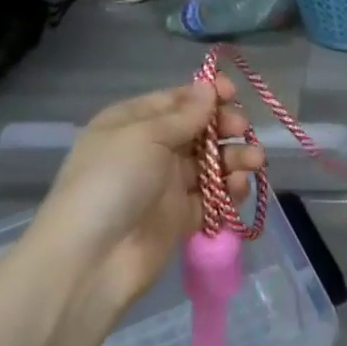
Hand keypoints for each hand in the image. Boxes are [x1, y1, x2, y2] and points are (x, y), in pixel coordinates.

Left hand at [25, 77, 263, 315]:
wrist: (91, 258)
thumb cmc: (112, 182)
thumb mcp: (144, 136)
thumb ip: (183, 115)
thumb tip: (208, 88)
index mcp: (132, 124)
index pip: (175, 100)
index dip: (206, 95)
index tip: (233, 93)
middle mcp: (150, 150)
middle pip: (198, 131)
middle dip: (224, 126)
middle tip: (242, 129)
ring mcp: (167, 185)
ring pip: (210, 163)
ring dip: (234, 157)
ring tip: (254, 161)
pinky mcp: (182, 217)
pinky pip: (213, 197)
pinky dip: (229, 190)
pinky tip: (239, 187)